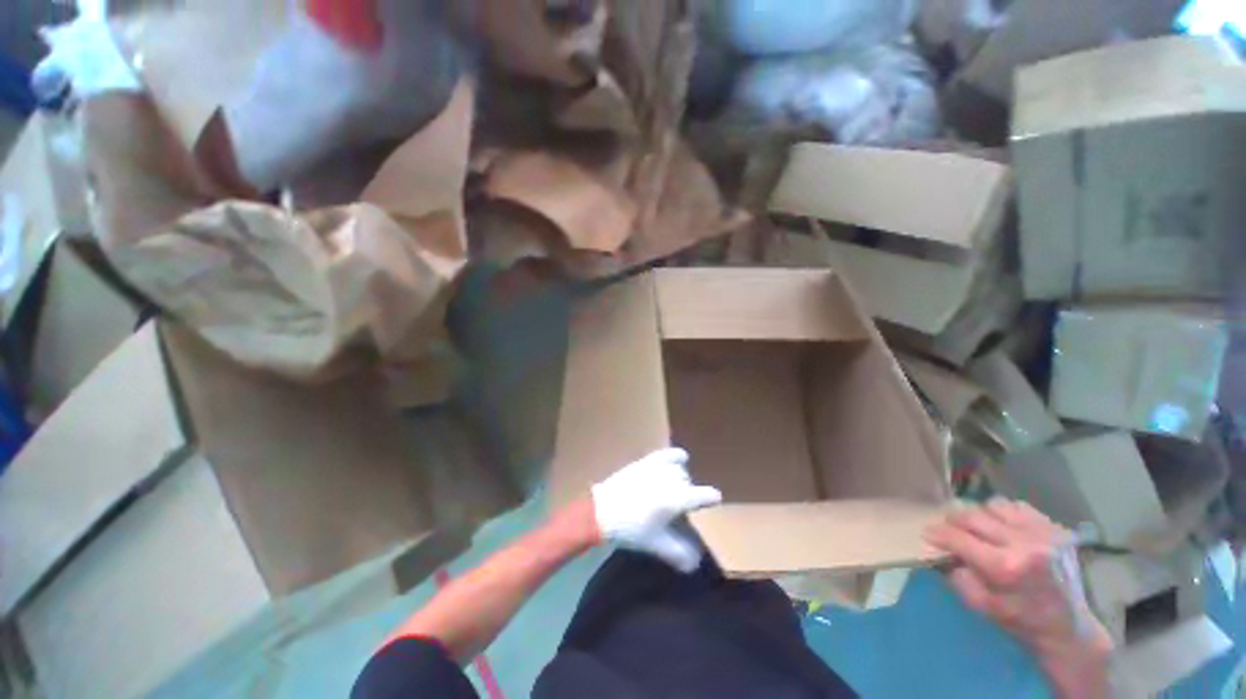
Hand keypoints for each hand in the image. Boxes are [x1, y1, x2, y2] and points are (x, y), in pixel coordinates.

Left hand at [592, 448, 722, 572]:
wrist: (602, 510)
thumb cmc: (630, 529)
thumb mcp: (655, 543)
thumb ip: (677, 554)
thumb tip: (695, 565)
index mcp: (675, 499)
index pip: (702, 495)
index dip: (711, 498)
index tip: (716, 500)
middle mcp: (670, 479)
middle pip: (688, 483)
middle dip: (688, 494)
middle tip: (680, 508)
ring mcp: (657, 467)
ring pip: (679, 469)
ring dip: (680, 479)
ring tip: (673, 490)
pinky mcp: (646, 461)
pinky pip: (667, 454)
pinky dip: (675, 456)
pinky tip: (679, 458)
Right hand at [925, 501, 1112, 698]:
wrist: (1069, 626)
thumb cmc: (1021, 620)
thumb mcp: (981, 606)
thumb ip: (957, 576)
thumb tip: (943, 552)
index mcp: (1005, 566)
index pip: (958, 538)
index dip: (937, 533)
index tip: (926, 533)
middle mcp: (1023, 542)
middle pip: (973, 516)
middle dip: (953, 522)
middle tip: (948, 531)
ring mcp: (1042, 532)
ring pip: (993, 505)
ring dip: (979, 516)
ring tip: (978, 529)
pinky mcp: (1053, 527)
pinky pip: (1016, 506)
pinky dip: (1002, 513)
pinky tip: (1002, 527)